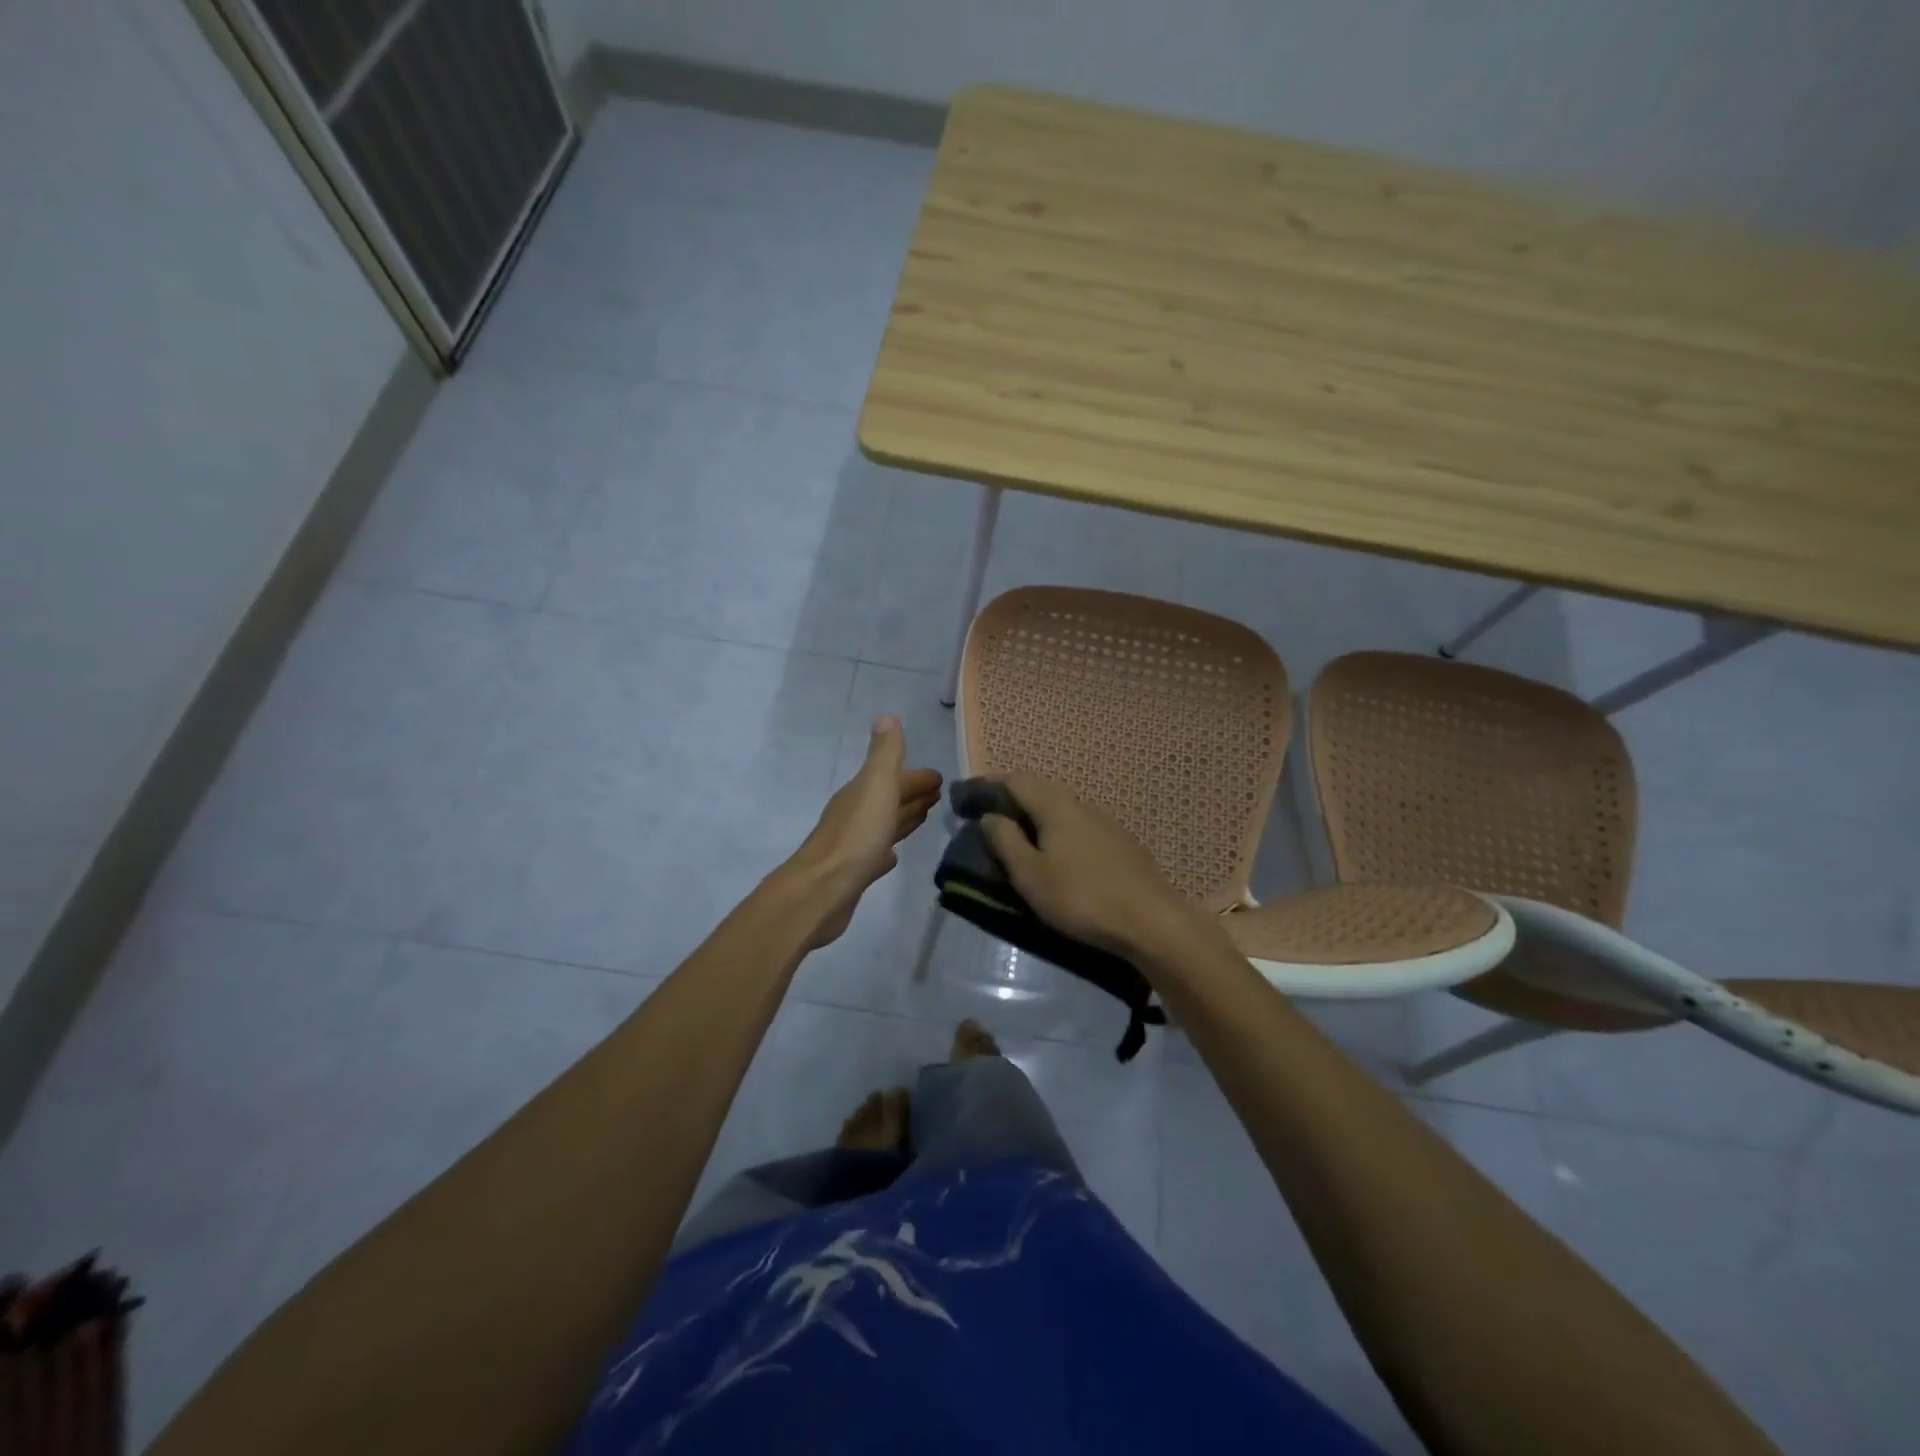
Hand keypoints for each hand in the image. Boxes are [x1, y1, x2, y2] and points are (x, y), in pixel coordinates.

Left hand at [781, 716, 942, 948]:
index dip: (916, 776)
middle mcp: (856, 813)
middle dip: (911, 793)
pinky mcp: (854, 872)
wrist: (824, 889)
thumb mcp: (876, 786)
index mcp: (862, 791)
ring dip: (902, 817)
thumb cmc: (857, 835)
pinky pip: (876, 853)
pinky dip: (888, 849)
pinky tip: (893, 855)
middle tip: (938, 794)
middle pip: (888, 798)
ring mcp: (854, 843)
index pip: (894, 777)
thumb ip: (884, 754)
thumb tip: (886, 716)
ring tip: (924, 816)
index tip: (940, 777)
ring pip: (884, 824)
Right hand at [977, 773, 1199, 960]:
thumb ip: (1006, 841)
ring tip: (1020, 827)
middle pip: (1041, 787)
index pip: (1016, 780)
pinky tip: (1059, 847)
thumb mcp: (1030, 875)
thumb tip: (989, 816)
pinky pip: (1079, 822)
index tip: (967, 791)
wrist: (1151, 920)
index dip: (989, 782)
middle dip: (1013, 793)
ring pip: (1063, 805)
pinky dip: (1058, 825)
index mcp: (1055, 806)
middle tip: (990, 808)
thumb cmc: (1081, 897)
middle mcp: (1081, 804)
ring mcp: (1105, 821)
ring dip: (1037, 810)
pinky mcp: (1121, 841)